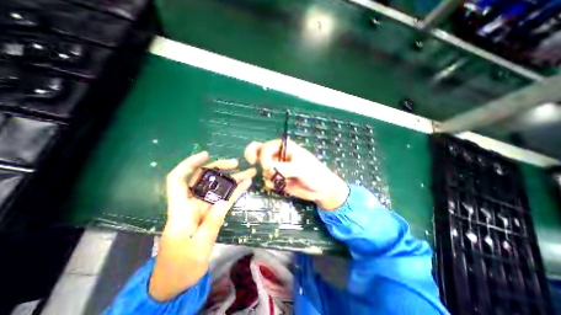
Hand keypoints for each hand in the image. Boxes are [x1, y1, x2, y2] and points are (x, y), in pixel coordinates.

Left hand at [148, 152, 255, 301]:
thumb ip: (211, 223)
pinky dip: (235, 192)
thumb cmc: (180, 266)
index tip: (205, 155)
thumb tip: (223, 202)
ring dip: (233, 179)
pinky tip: (246, 185)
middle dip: (219, 168)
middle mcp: (192, 204)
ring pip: (218, 188)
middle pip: (204, 179)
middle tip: (236, 164)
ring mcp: (204, 209)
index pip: (178, 180)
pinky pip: (225, 200)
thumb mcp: (197, 247)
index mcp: (181, 210)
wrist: (177, 281)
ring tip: (249, 172)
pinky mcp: (212, 214)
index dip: (189, 165)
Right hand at [244, 139, 349, 210]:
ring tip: (282, 180)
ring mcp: (277, 167)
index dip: (263, 155)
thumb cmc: (314, 174)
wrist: (320, 189)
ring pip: (263, 169)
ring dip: (269, 175)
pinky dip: (272, 184)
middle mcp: (279, 155)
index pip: (267, 147)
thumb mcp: (300, 168)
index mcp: (285, 147)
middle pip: (260, 151)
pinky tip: (282, 186)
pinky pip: (267, 180)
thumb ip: (283, 167)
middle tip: (251, 161)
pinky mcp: (277, 178)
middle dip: (253, 155)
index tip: (267, 166)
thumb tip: (267, 168)